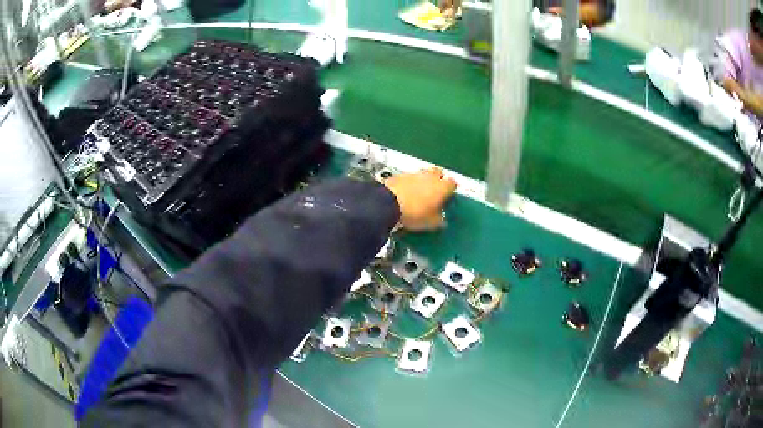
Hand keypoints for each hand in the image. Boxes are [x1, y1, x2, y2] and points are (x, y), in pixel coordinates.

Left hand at [383, 167, 456, 230]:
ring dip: (423, 181)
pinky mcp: (400, 175)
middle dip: (438, 180)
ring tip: (419, 194)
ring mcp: (415, 173)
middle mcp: (430, 176)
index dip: (450, 190)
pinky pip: (409, 177)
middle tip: (434, 192)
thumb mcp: (431, 223)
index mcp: (442, 187)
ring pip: (423, 174)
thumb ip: (439, 220)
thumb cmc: (415, 213)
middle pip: (439, 173)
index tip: (447, 198)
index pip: (452, 183)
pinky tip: (406, 193)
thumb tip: (443, 221)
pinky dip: (410, 183)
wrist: (388, 203)